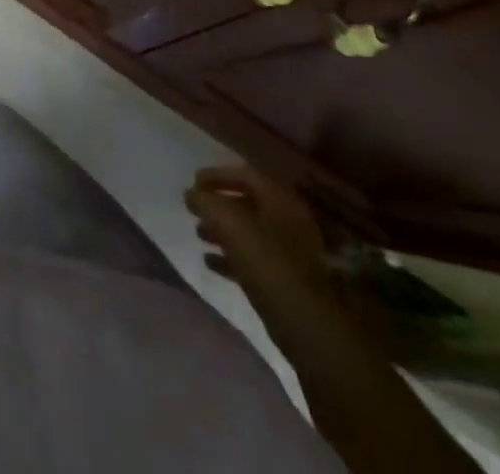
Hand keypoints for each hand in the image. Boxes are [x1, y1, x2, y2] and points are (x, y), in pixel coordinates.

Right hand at [185, 163, 329, 291]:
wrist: (307, 326)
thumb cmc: (268, 264)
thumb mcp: (231, 224)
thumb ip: (207, 203)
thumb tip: (192, 194)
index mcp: (280, 200)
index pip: (246, 174)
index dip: (217, 175)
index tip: (193, 182)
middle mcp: (288, 221)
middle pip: (247, 203)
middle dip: (218, 205)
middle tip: (194, 210)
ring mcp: (290, 253)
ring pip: (250, 232)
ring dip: (222, 230)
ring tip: (199, 234)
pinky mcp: (286, 281)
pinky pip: (254, 259)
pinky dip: (231, 256)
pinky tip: (210, 262)